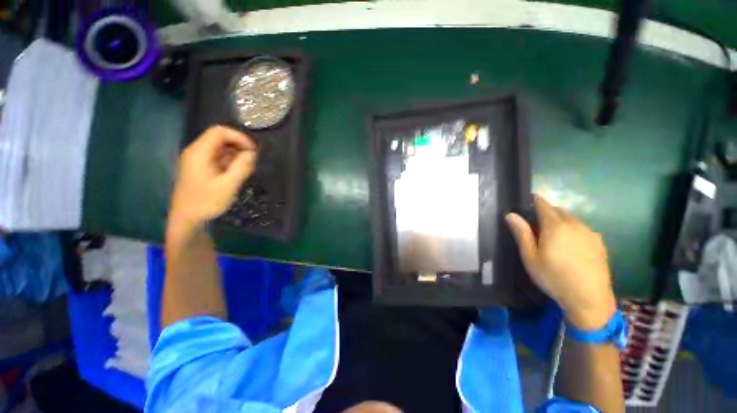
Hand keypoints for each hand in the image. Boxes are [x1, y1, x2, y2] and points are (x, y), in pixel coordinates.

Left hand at [170, 126, 256, 226]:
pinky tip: (237, 172)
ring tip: (247, 168)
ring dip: (236, 154)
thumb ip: (241, 167)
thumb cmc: (206, 202)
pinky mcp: (200, 167)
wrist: (187, 218)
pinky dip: (230, 161)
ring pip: (220, 148)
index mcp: (199, 152)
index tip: (253, 150)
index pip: (219, 131)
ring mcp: (197, 159)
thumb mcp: (228, 185)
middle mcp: (196, 151)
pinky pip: (218, 157)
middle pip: (219, 138)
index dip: (238, 137)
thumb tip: (253, 153)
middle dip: (239, 145)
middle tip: (252, 160)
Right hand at [506, 195, 616, 329]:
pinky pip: (582, 228)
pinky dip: (573, 229)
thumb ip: (521, 233)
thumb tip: (511, 214)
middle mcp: (575, 224)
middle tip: (535, 223)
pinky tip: (570, 245)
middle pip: (558, 210)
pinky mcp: (599, 243)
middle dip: (546, 211)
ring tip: (553, 236)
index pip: (543, 204)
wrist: (589, 299)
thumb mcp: (530, 257)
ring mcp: (590, 233)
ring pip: (572, 218)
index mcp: (555, 226)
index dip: (534, 200)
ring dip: (560, 220)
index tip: (527, 201)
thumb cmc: (554, 278)